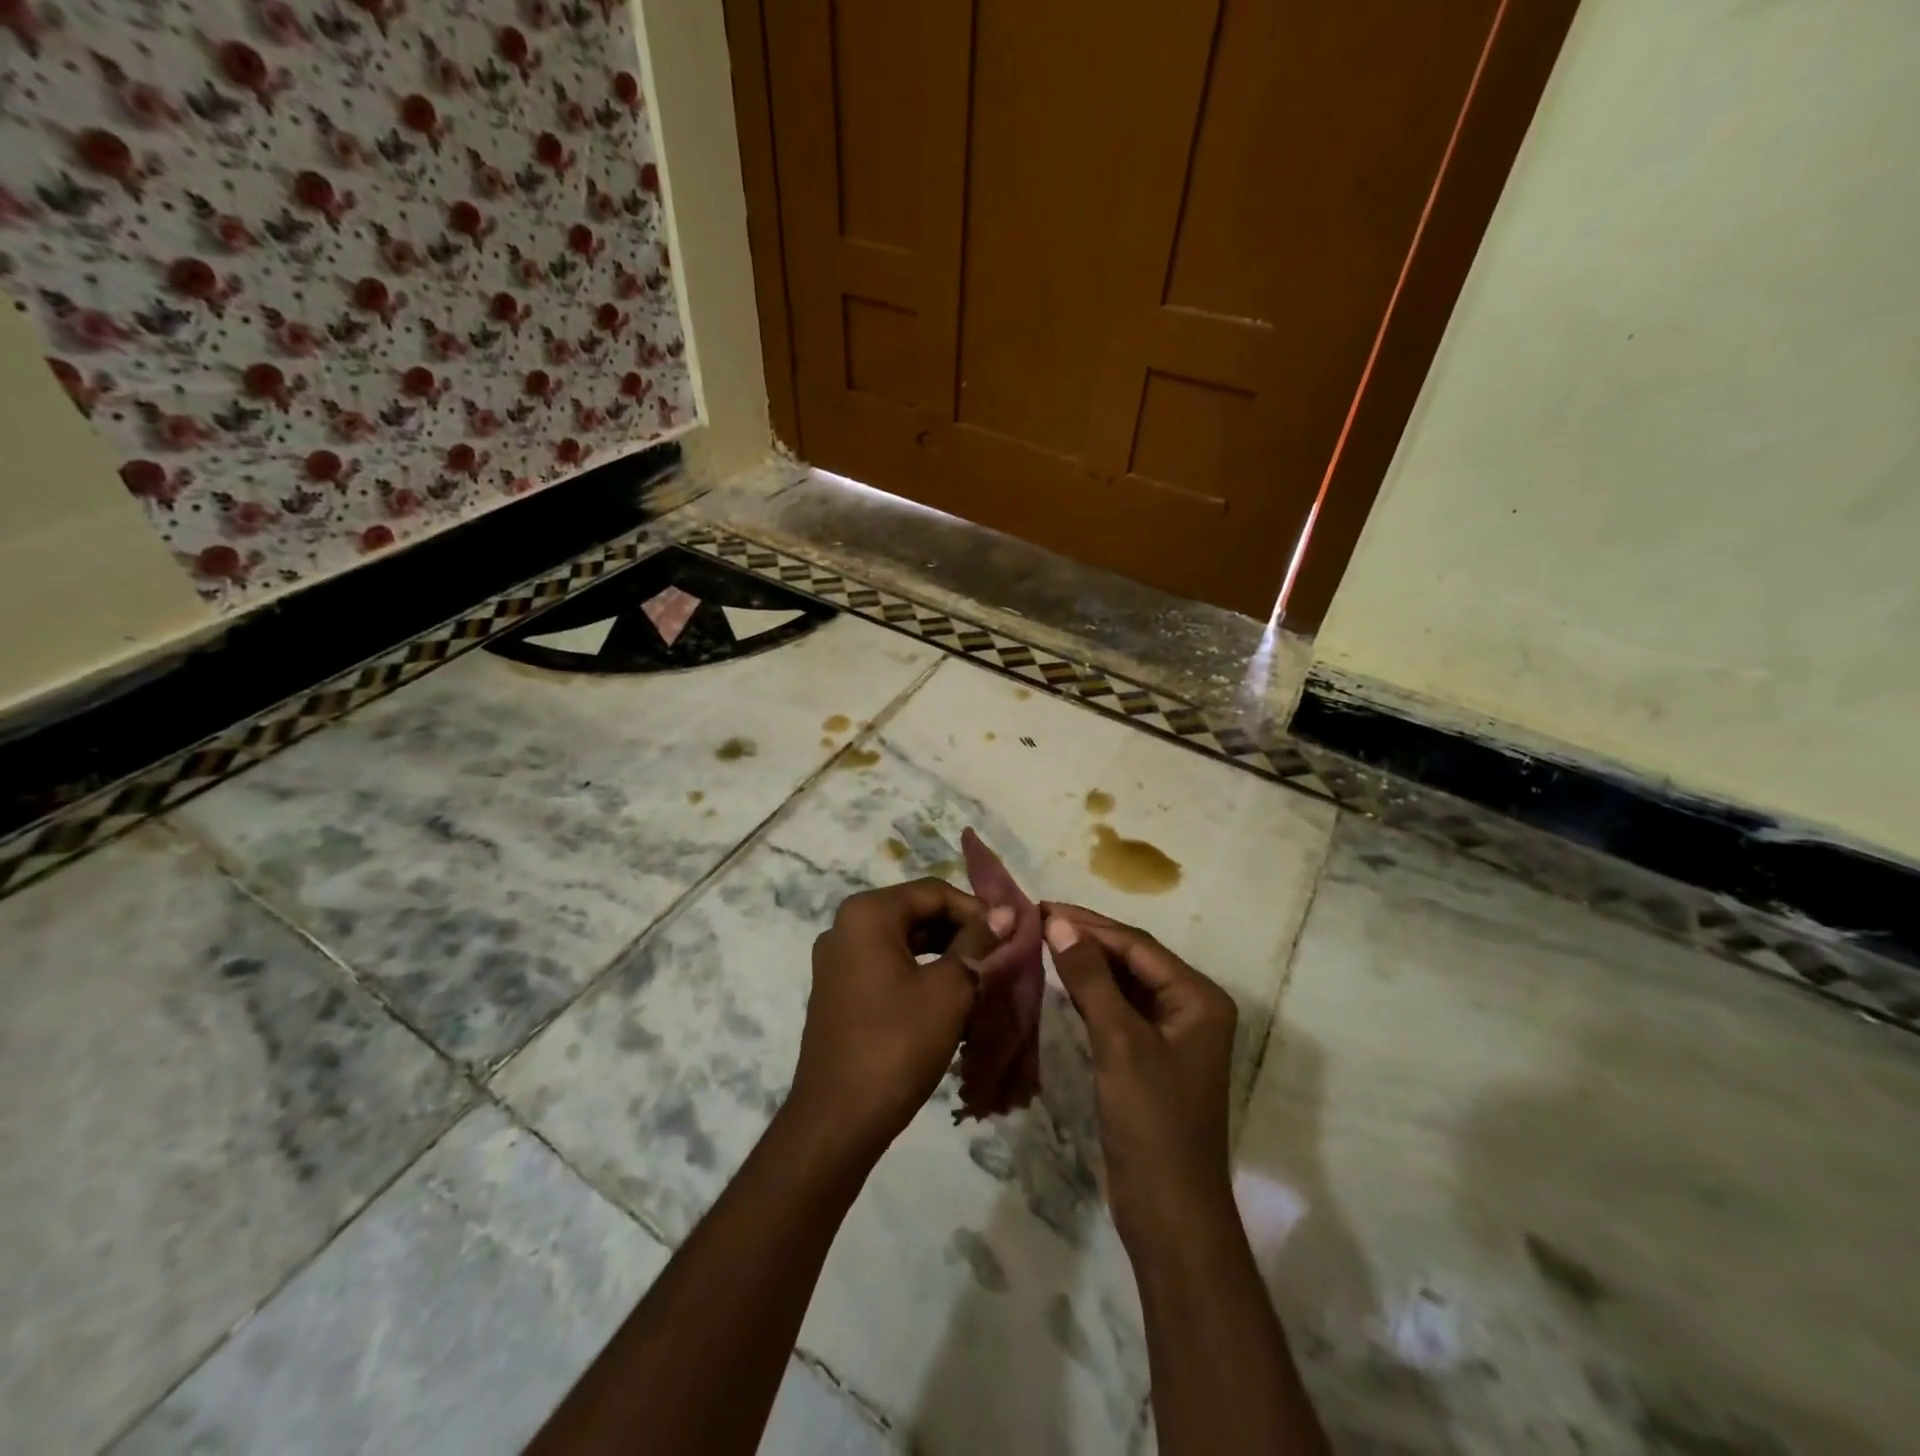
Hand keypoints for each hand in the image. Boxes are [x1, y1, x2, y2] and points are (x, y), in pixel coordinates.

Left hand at [789, 879, 1012, 1161]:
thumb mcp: (949, 990)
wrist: (838, 1119)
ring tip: (980, 978)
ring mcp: (837, 960)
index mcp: (867, 914)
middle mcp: (845, 926)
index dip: (976, 910)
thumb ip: (977, 944)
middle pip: (916, 912)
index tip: (1009, 936)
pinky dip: (920, 973)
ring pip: (903, 941)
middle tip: (998, 957)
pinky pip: (886, 965)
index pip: (934, 892)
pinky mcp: (837, 990)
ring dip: (943, 953)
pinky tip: (948, 999)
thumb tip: (1006, 912)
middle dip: (960, 932)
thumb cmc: (897, 1044)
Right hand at [1042, 903, 1238, 1258]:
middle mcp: (1191, 1008)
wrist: (1170, 1213)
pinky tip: (1061, 982)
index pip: (1137, 946)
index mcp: (1198, 998)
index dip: (1089, 924)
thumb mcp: (1119, 1042)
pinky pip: (1119, 1011)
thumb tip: (1058, 922)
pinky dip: (1091, 995)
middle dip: (1087, 939)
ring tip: (1042, 941)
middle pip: (1132, 960)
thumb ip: (1090, 978)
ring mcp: (1172, 1035)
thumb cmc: (1151, 1122)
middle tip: (1037, 920)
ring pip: (1124, 984)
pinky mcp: (1151, 1058)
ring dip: (1086, 964)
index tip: (1043, 907)